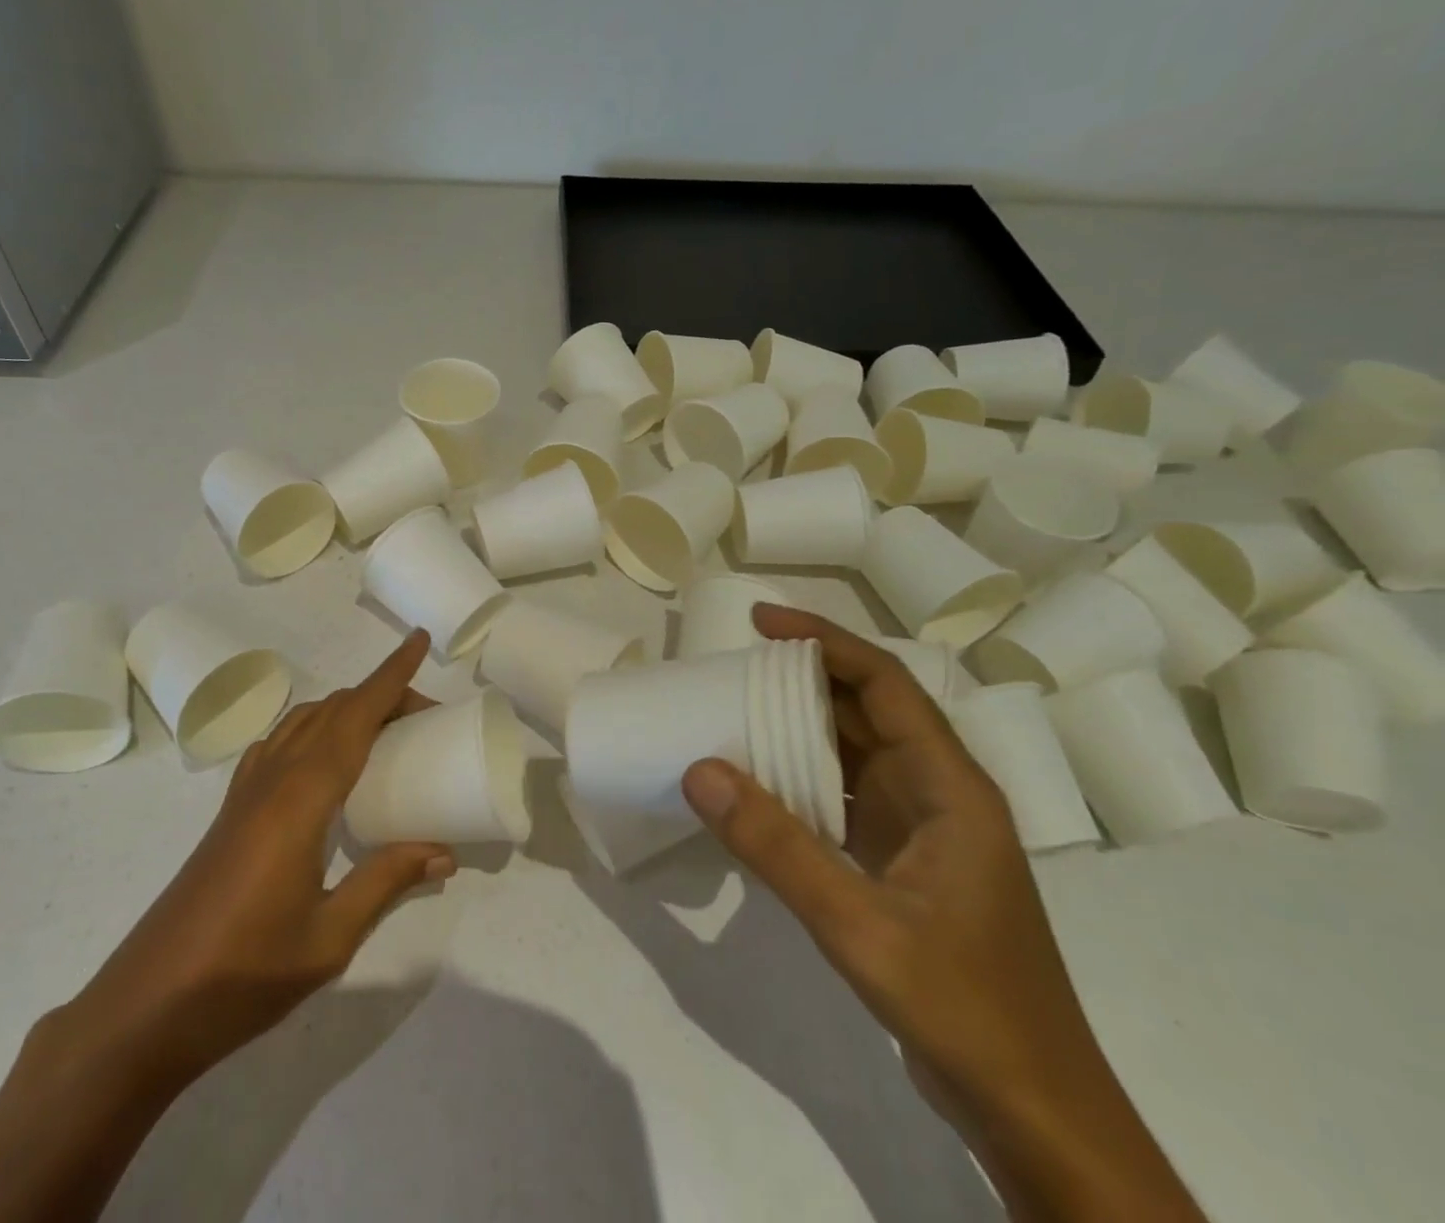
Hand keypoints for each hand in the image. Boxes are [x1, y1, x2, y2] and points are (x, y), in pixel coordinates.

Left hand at [0, 633, 452, 1222]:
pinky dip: (311, 727)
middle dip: (381, 694)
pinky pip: (278, 742)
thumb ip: (387, 882)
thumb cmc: (243, 973)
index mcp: (301, 799)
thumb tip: (444, 851)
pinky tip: (322, 760)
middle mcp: (273, 779)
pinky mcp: (231, 809)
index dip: (390, 676)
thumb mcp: (329, 938)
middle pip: (333, 711)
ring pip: (302, 720)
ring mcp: (246, 791)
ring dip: (345, 708)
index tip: (418, 640)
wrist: (146, 1006)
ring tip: (384, 730)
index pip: (355, 717)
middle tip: (425, 714)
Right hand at [681, 606, 1204, 1220]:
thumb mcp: (860, 926)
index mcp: (950, 787)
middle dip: (803, 678)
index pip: (886, 683)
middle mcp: (939, 792)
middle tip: (733, 665)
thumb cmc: (966, 1008)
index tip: (761, 622)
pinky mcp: (904, 860)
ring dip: (798, 726)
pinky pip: (845, 793)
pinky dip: (801, 776)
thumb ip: (776, 846)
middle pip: (868, 709)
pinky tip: (758, 783)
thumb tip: (700, 770)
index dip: (825, 641)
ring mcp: (923, 828)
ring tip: (733, 710)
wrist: (1035, 1112)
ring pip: (854, 750)